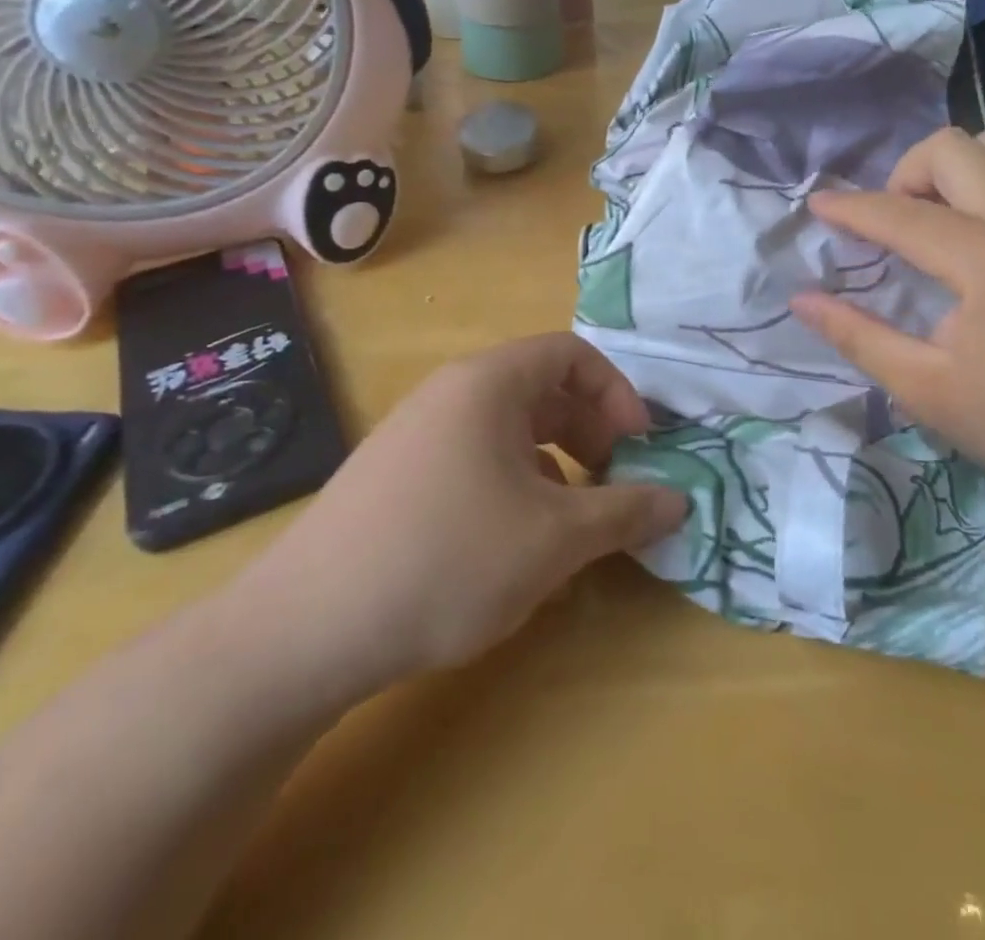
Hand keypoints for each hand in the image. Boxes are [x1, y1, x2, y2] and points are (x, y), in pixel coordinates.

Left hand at [229, 334, 687, 711]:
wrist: (303, 632)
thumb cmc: (448, 559)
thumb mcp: (554, 539)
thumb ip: (626, 512)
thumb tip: (681, 501)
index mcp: (490, 383)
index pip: (572, 354)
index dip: (617, 393)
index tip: (639, 446)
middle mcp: (452, 393)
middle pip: (543, 390)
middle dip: (591, 433)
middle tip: (614, 485)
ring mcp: (418, 434)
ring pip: (510, 431)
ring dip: (557, 466)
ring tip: (573, 524)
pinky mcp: (396, 478)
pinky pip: (476, 461)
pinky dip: (514, 488)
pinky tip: (517, 547)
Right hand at [790, 127, 984, 495]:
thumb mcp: (924, 388)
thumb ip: (858, 337)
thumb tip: (802, 301)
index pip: (900, 213)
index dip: (850, 208)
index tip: (817, 206)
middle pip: (952, 147)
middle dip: (905, 174)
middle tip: (894, 224)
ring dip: (955, 168)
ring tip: (939, 216)